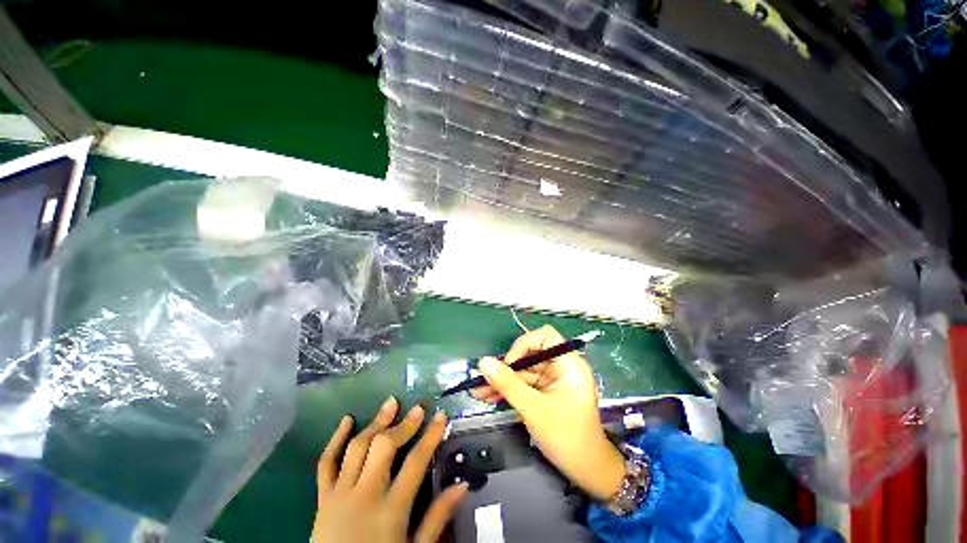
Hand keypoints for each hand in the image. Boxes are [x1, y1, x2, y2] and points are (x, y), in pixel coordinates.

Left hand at [314, 396, 467, 542]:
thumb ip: (437, 518)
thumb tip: (462, 485)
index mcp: (391, 510)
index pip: (415, 462)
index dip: (430, 436)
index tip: (440, 416)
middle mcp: (365, 495)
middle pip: (384, 447)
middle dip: (403, 424)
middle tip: (417, 408)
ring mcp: (340, 494)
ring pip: (357, 448)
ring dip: (376, 423)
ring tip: (390, 404)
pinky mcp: (322, 498)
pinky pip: (326, 463)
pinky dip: (335, 439)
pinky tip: (346, 420)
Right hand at [470, 325, 625, 500]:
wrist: (587, 471)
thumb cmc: (566, 436)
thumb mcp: (533, 408)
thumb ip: (507, 383)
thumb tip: (483, 362)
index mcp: (568, 363)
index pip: (545, 336)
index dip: (524, 344)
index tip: (509, 363)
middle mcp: (561, 367)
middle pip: (529, 356)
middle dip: (506, 369)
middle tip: (483, 379)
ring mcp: (553, 380)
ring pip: (523, 372)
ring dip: (503, 382)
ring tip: (478, 392)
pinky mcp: (547, 393)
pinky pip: (525, 385)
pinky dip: (510, 391)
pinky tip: (490, 397)